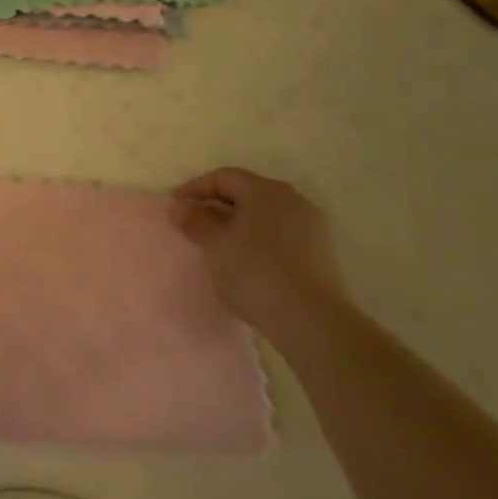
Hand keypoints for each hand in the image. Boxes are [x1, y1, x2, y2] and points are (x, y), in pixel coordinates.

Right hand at [170, 167, 344, 332]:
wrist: (313, 322)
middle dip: (217, 204)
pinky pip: (281, 232)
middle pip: (246, 192)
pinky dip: (259, 237)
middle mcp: (291, 199)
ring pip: (265, 213)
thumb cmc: (255, 274)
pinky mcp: (321, 251)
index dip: (195, 188)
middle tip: (195, 222)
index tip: (176, 206)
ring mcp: (311, 225)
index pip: (223, 177)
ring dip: (239, 222)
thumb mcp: (215, 246)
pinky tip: (247, 259)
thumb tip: (180, 207)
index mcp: (265, 191)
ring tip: (219, 243)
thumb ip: (194, 222)